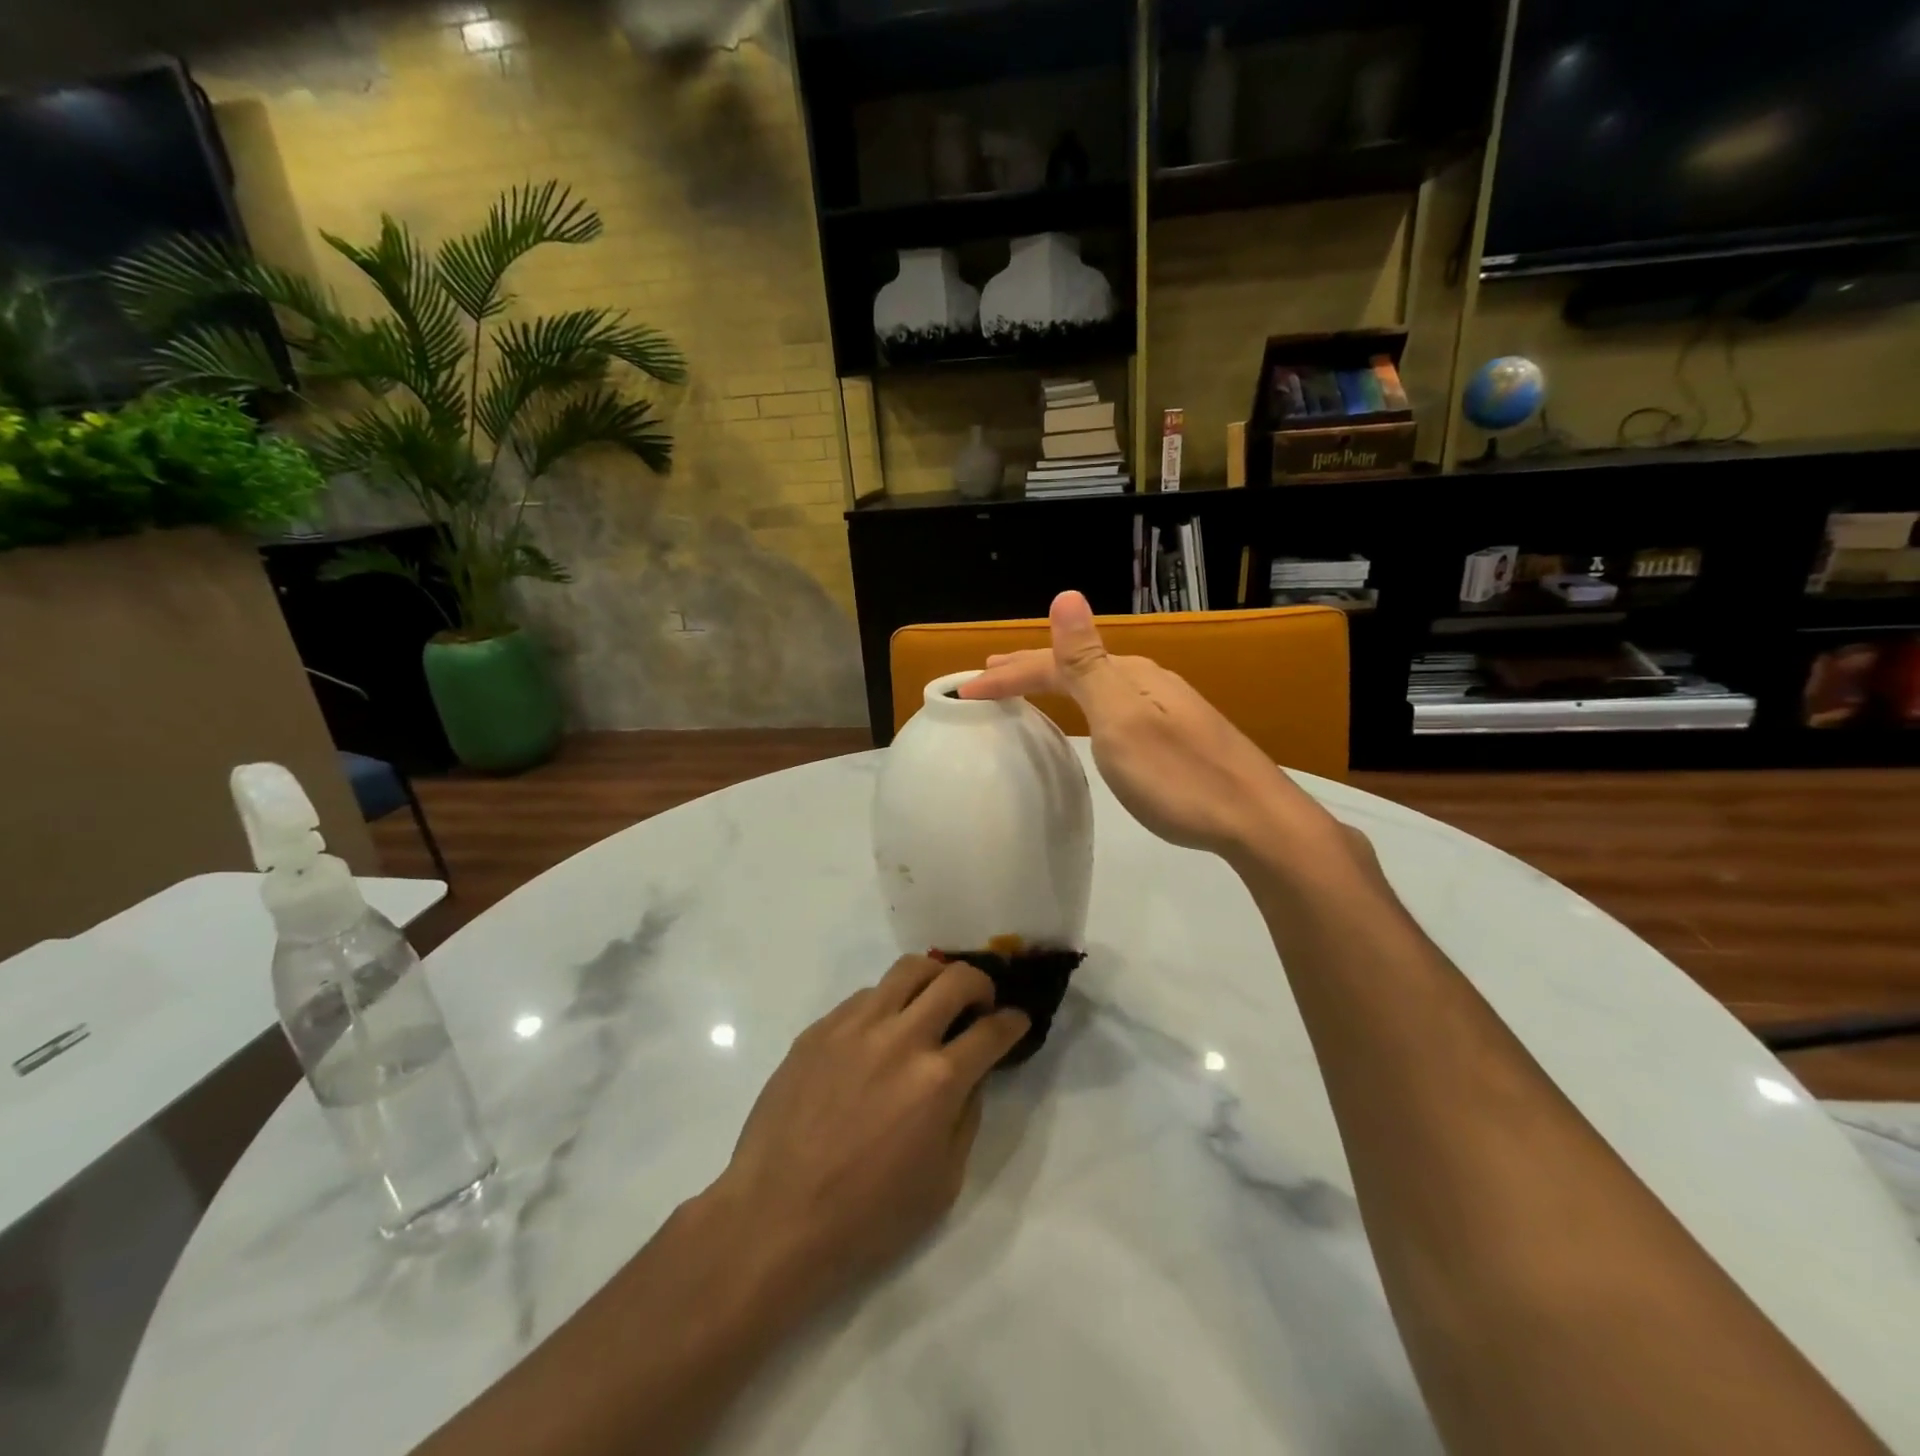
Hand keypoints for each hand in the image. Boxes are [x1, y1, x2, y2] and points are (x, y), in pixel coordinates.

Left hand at [703, 956, 1028, 1317]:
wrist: (775, 1217)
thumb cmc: (866, 1216)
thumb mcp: (942, 1184)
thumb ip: (966, 1118)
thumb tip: (970, 1076)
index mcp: (938, 1080)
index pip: (992, 1030)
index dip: (1013, 1022)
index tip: (1017, 1021)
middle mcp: (901, 1037)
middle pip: (955, 978)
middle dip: (980, 985)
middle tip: (979, 1004)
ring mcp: (855, 1025)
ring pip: (908, 970)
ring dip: (933, 980)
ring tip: (931, 1003)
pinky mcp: (820, 1028)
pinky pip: (865, 996)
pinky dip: (887, 1004)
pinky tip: (880, 1034)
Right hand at [960, 591, 1344, 865]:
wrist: (1255, 820)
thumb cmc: (1177, 776)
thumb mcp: (1122, 719)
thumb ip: (1089, 662)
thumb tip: (1066, 595)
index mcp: (1128, 675)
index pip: (1056, 664)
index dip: (1010, 675)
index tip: (965, 694)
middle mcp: (1147, 681)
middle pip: (1077, 666)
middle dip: (1030, 669)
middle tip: (989, 676)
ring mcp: (1167, 707)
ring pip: (1097, 685)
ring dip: (1056, 683)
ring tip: (1027, 690)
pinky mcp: (1178, 734)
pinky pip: (1114, 705)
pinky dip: (1083, 704)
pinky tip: (1089, 717)